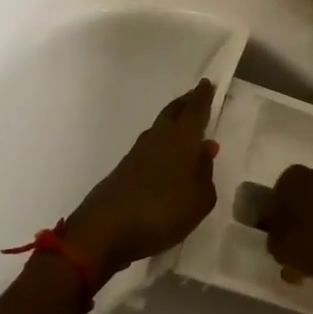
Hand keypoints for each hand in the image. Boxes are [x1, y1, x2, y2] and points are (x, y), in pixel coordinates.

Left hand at [64, 79, 218, 277]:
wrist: (105, 230)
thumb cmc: (162, 212)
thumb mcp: (199, 200)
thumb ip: (206, 174)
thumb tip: (205, 151)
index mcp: (181, 139)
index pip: (195, 110)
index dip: (202, 96)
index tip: (207, 83)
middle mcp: (159, 138)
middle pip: (174, 112)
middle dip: (186, 103)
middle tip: (197, 97)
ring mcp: (138, 153)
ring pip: (161, 128)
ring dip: (174, 122)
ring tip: (186, 126)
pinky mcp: (125, 169)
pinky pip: (151, 146)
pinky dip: (163, 143)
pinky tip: (168, 157)